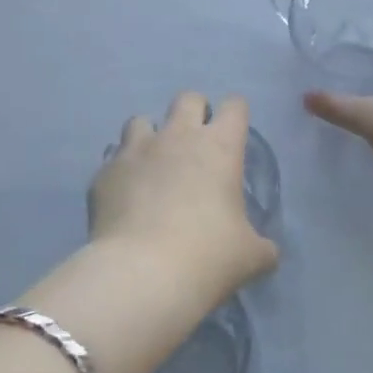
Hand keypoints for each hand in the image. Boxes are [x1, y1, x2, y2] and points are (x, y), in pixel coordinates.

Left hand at [89, 92, 277, 294]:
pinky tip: (125, 197)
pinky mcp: (104, 173)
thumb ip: (261, 246)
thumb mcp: (251, 256)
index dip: (236, 115)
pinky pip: (113, 159)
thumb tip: (267, 252)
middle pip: (187, 99)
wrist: (142, 274)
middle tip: (196, 146)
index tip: (234, 134)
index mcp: (220, 146)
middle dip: (194, 113)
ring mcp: (136, 151)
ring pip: (141, 120)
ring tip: (154, 165)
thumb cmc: (208, 256)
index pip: (234, 106)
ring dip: (150, 136)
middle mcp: (178, 136)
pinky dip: (122, 171)